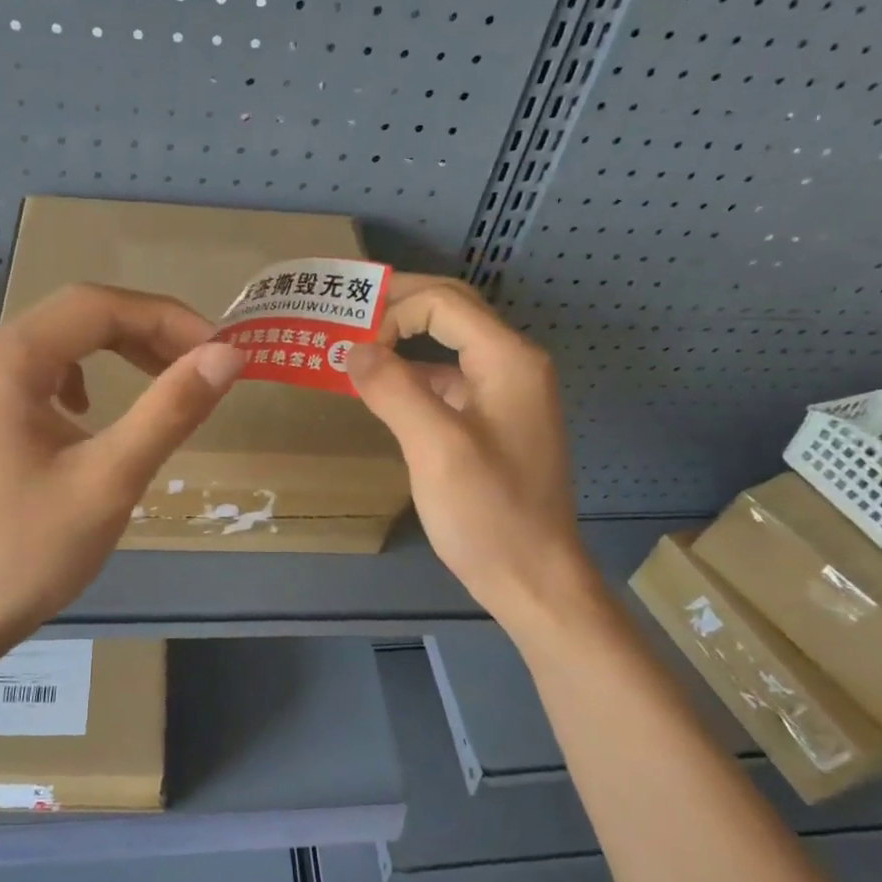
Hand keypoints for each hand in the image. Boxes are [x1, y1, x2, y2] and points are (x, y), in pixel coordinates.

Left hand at [0, 283, 245, 662]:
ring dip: (117, 351)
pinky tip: (92, 413)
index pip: (96, 306)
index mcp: (3, 362)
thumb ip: (170, 410)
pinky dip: (83, 377)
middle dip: (146, 333)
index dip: (166, 318)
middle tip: (202, 365)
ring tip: (164, 381)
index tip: (219, 350)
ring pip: (59, 342)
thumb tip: (228, 355)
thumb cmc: (26, 552)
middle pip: (76, 317)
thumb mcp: (109, 479)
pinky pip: (38, 372)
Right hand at [345, 275, 594, 624]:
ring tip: (357, 345)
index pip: (444, 303)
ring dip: (404, 337)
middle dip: (400, 305)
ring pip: (450, 344)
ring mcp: (505, 395)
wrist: (533, 578)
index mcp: (507, 360)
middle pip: (452, 311)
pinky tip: (383, 390)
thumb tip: (352, 349)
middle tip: (347, 312)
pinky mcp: (493, 422)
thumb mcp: (436, 447)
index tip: (352, 345)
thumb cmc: (488, 513)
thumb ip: (394, 389)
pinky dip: (414, 374)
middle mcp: (512, 366)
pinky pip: (449, 380)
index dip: (394, 310)